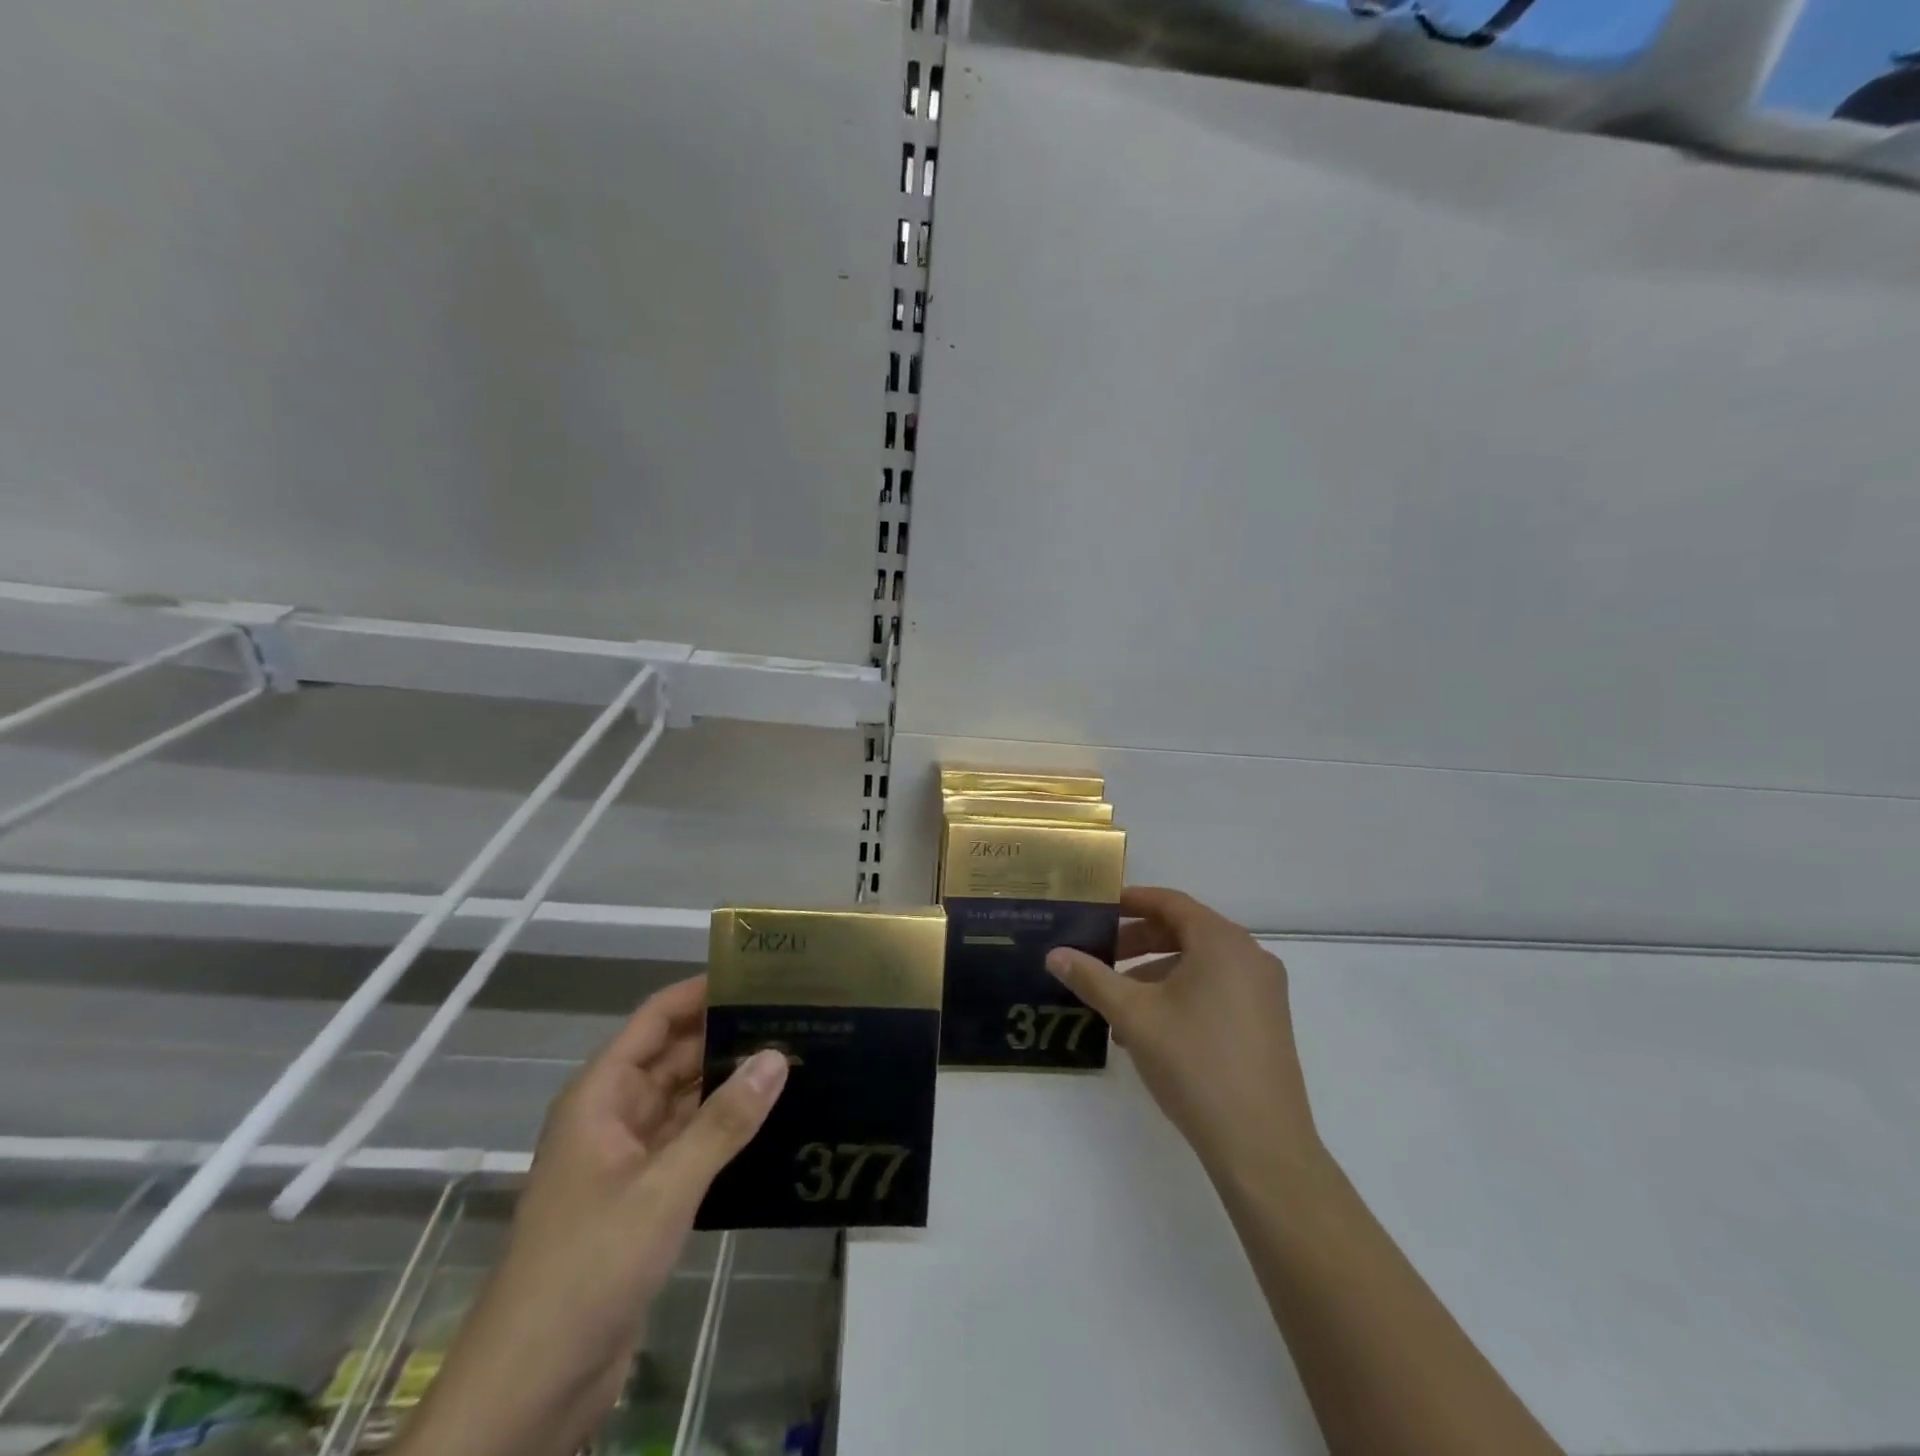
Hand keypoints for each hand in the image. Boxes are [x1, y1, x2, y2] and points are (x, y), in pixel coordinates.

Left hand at [395, 977, 788, 1455]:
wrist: (531, 1389)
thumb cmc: (587, 1267)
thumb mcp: (663, 1188)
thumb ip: (723, 1122)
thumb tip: (778, 1056)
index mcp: (601, 1096)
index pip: (655, 1020)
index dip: (700, 992)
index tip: (758, 976)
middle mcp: (613, 1117)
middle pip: (674, 1058)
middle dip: (726, 1036)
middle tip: (793, 1019)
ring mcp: (628, 1161)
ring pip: (685, 1102)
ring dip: (730, 1085)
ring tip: (795, 1061)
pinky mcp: (644, 1201)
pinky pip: (691, 1146)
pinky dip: (725, 1132)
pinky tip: (772, 1124)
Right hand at [1047, 887, 1319, 1179]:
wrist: (1262, 1147)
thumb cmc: (1195, 1064)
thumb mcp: (1134, 1015)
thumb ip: (1092, 978)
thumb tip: (1055, 954)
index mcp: (1222, 942)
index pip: (1170, 902)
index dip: (1132, 901)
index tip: (1098, 908)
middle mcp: (1250, 957)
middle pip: (1185, 931)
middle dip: (1138, 941)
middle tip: (1100, 955)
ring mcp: (1264, 992)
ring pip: (1200, 964)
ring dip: (1155, 973)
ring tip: (1118, 1002)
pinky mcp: (1267, 1023)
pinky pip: (1216, 989)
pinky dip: (1181, 994)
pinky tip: (1150, 1030)